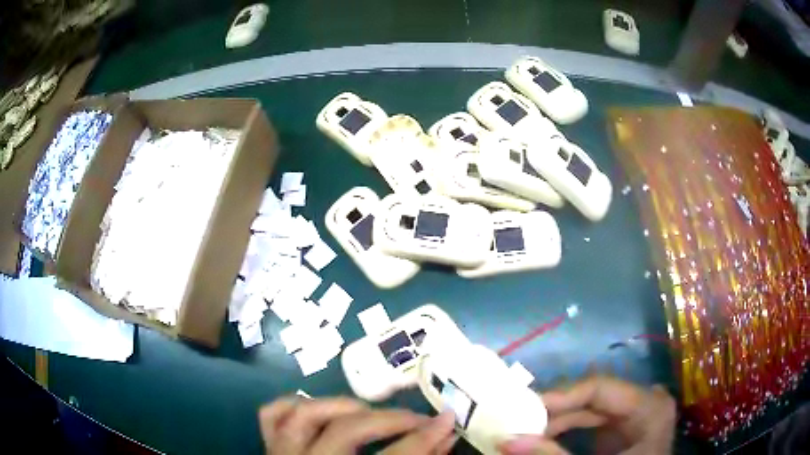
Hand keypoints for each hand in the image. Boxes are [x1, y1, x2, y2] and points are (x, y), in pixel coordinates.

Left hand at [259, 396, 457, 454]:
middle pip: (346, 432)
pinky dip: (295, 405)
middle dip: (389, 421)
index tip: (447, 420)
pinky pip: (272, 416)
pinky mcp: (269, 449)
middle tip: (417, 419)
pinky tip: (321, 409)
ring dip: (341, 406)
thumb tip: (443, 437)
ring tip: (371, 412)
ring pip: (303, 415)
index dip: (422, 440)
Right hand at [500, 376, 675, 454]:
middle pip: (593, 398)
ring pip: (591, 411)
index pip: (599, 387)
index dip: (560, 395)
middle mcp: (645, 402)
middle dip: (555, 413)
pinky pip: (594, 423)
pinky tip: (546, 438)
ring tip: (526, 433)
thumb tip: (506, 440)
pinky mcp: (624, 429)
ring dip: (558, 423)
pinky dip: (569, 431)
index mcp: (649, 406)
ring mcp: (636, 415)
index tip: (522, 408)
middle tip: (518, 422)